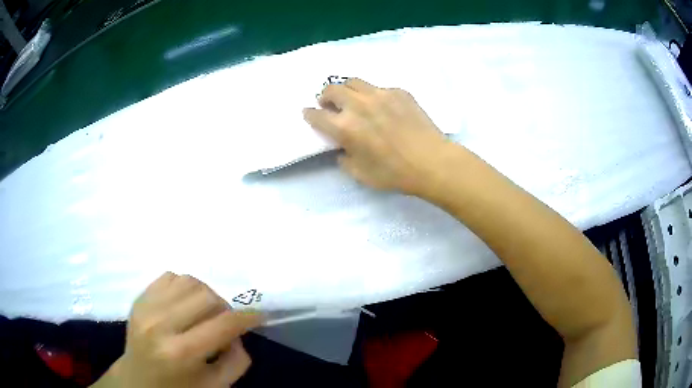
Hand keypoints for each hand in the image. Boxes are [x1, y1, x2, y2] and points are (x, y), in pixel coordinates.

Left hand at [93, 272, 261, 387]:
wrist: (137, 380)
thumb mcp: (216, 386)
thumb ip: (237, 361)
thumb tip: (239, 333)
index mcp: (182, 353)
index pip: (223, 324)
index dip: (247, 317)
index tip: (259, 315)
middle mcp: (161, 325)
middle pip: (206, 296)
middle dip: (225, 307)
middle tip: (226, 321)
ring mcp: (146, 308)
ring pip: (188, 280)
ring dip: (205, 294)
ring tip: (205, 311)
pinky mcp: (139, 299)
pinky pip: (169, 277)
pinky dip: (184, 287)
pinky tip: (185, 304)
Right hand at [303, 78, 450, 195]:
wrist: (432, 162)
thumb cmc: (394, 173)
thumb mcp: (360, 174)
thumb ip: (344, 159)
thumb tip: (342, 148)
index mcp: (345, 127)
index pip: (317, 115)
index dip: (309, 114)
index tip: (308, 113)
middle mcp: (358, 105)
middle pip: (332, 90)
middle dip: (325, 96)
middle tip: (329, 104)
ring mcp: (380, 94)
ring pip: (354, 82)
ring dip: (346, 90)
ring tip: (350, 99)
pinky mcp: (399, 92)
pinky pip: (378, 88)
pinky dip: (372, 95)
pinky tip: (381, 106)